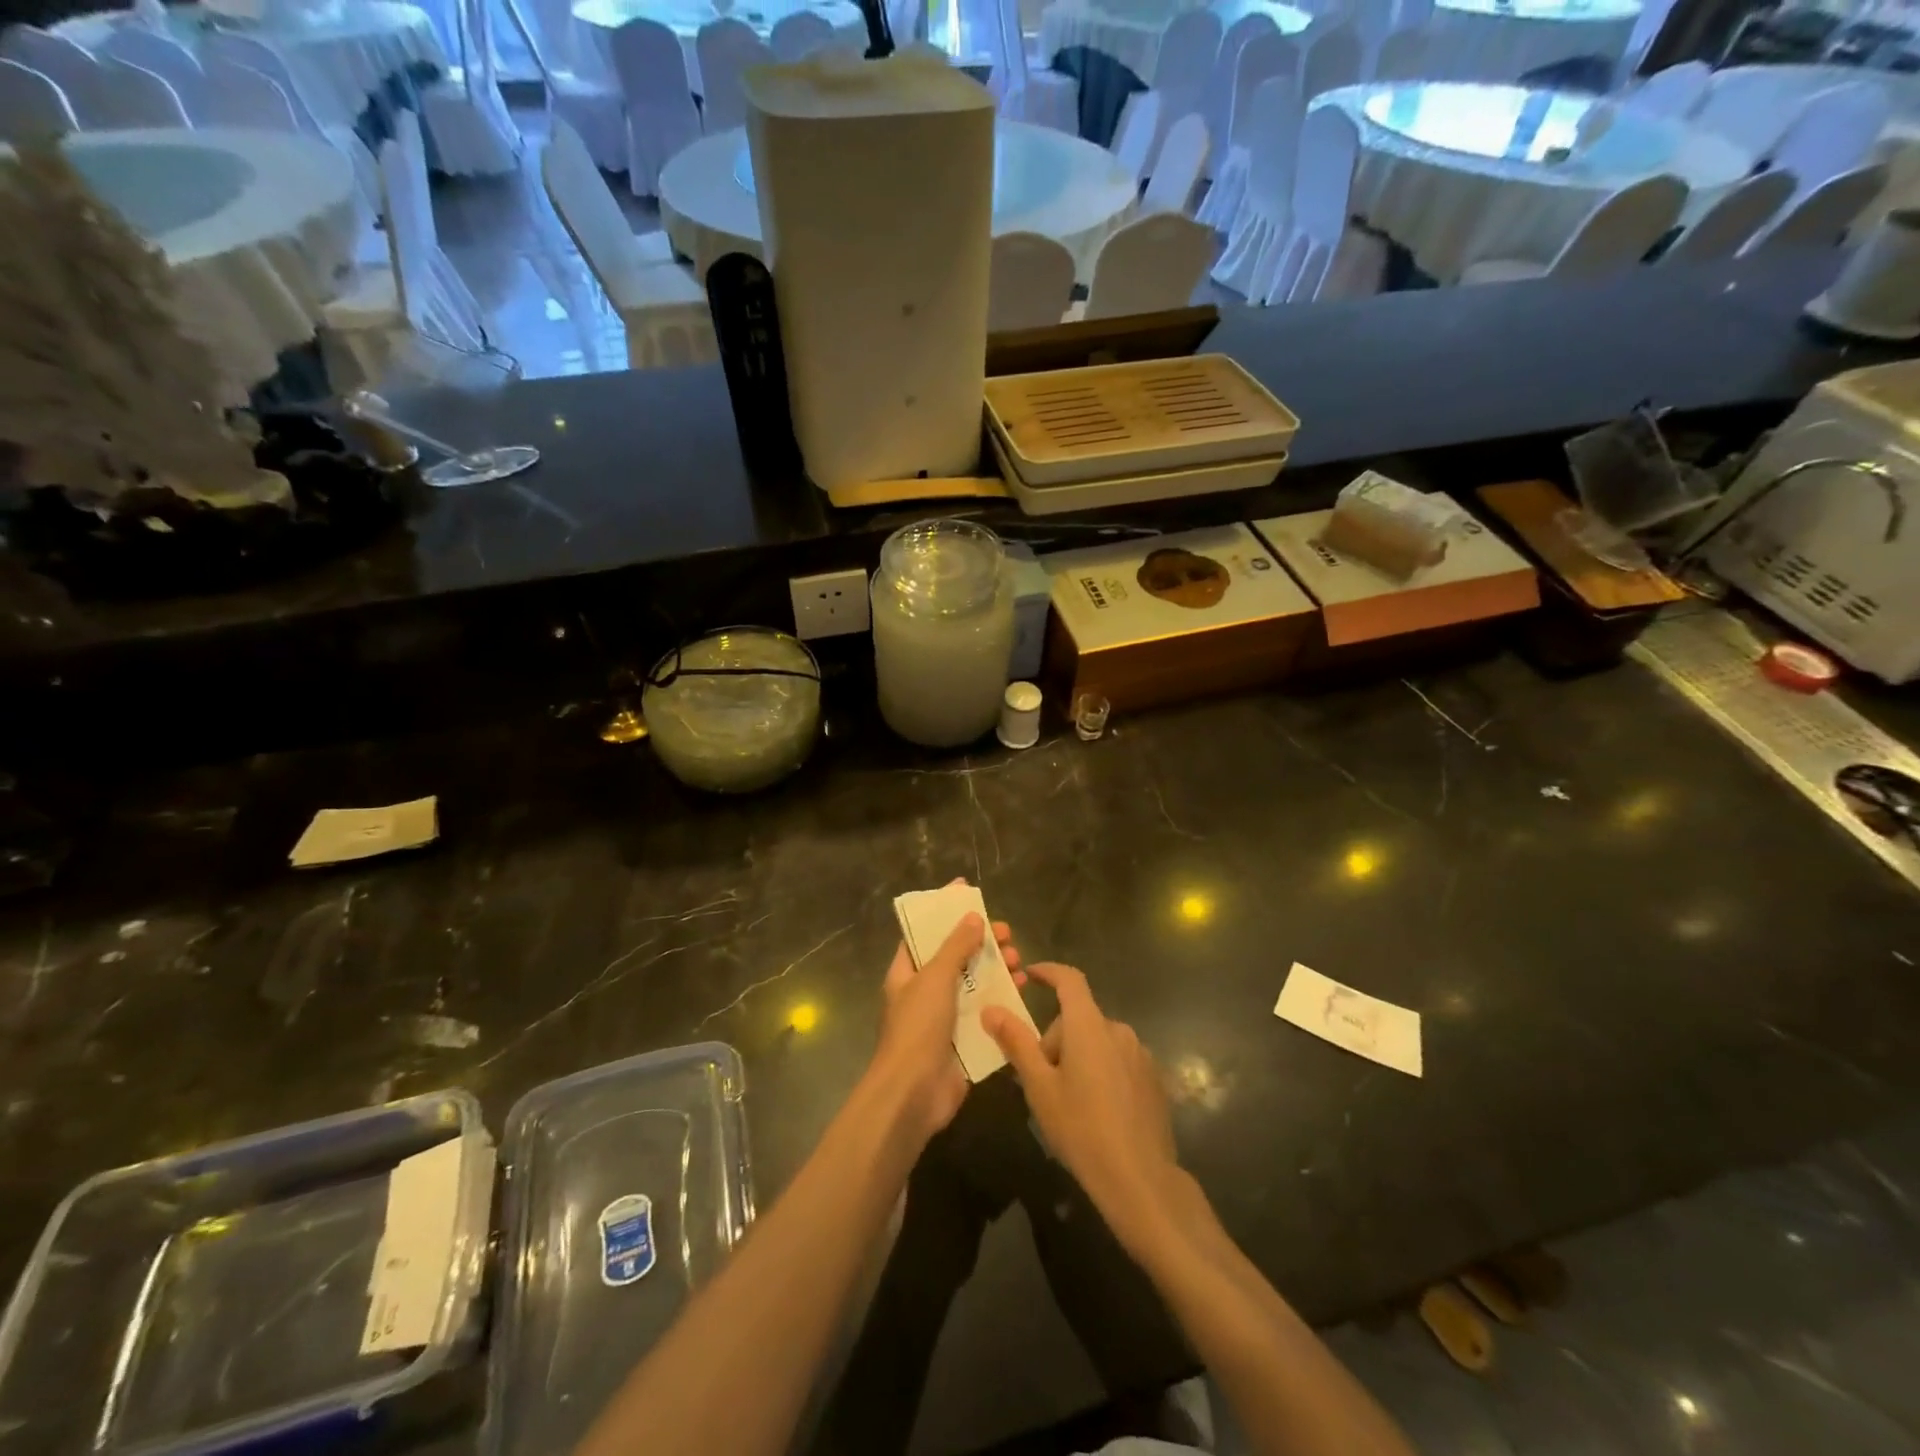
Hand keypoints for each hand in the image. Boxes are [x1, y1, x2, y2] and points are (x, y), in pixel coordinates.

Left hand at [868, 896, 1022, 1148]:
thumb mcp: (935, 978)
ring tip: (1018, 960)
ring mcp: (944, 1018)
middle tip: (1005, 933)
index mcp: (906, 973)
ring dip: (995, 969)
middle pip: (955, 957)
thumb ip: (956, 947)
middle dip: (979, 942)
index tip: (967, 893)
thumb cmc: (917, 1028)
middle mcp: (924, 992)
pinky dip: (1003, 999)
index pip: (924, 934)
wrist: (914, 1094)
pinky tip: (1023, 990)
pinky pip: (985, 1012)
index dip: (943, 913)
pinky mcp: (963, 1040)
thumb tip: (974, 917)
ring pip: (973, 983)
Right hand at [981, 963, 1180, 1253]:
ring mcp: (1140, 1054)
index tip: (1030, 974)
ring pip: (1098, 1041)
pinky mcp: (1153, 1078)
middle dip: (1056, 1040)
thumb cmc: (1081, 1128)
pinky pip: (1118, 1060)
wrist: (1140, 1179)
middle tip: (1041, 1081)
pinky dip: (1102, 1071)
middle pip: (1079, 1019)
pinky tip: (1098, 1111)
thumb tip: (991, 1009)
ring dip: (1080, 1056)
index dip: (1049, 971)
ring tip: (1069, 1101)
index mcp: (1089, 1025)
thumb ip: (1016, 1042)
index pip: (1069, 979)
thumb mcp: (1039, 1087)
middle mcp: (1118, 1030)